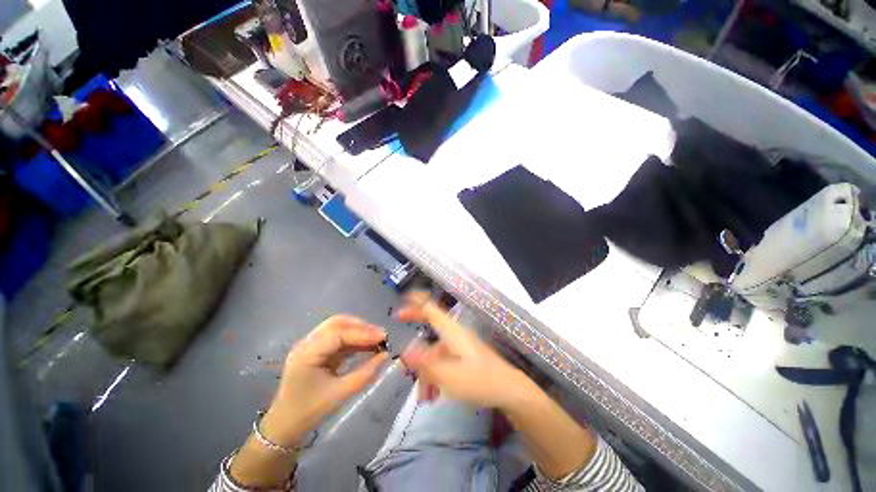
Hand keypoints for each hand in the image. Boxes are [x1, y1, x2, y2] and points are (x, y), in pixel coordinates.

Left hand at [262, 315, 388, 445]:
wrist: (285, 425)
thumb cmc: (310, 411)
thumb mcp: (340, 394)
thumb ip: (365, 373)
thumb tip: (385, 355)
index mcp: (306, 354)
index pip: (338, 333)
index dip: (363, 333)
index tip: (384, 337)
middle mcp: (307, 343)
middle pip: (337, 323)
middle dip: (362, 326)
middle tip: (381, 336)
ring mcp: (310, 344)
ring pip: (338, 326)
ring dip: (359, 330)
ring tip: (378, 339)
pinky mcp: (317, 348)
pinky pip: (338, 336)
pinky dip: (354, 338)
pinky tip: (367, 345)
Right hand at [398, 292, 530, 409]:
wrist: (509, 390)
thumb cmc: (480, 380)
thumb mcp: (449, 375)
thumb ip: (425, 364)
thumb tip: (405, 352)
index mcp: (451, 331)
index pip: (430, 309)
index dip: (414, 304)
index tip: (399, 310)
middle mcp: (454, 335)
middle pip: (429, 339)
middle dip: (418, 359)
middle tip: (407, 374)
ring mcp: (460, 347)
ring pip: (435, 356)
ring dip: (427, 375)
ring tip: (425, 398)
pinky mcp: (464, 358)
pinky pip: (444, 364)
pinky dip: (436, 377)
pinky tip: (434, 396)